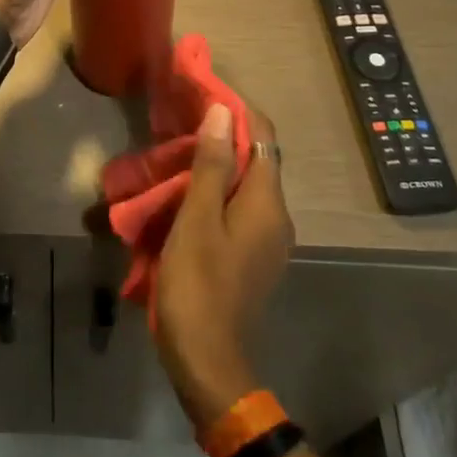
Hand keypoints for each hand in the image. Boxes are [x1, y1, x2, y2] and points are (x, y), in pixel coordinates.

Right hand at [154, 103, 293, 430]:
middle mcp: (277, 217)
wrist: (207, 361)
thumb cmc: (198, 284)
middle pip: (257, 160)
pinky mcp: (252, 257)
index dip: (238, 111)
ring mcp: (267, 241)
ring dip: (218, 164)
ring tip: (178, 153)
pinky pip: (238, 209)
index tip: (203, 94)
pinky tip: (186, 194)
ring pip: (246, 186)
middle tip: (183, 122)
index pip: (264, 138)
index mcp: (268, 204)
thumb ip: (212, 165)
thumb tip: (225, 112)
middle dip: (224, 136)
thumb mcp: (197, 219)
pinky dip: (217, 192)